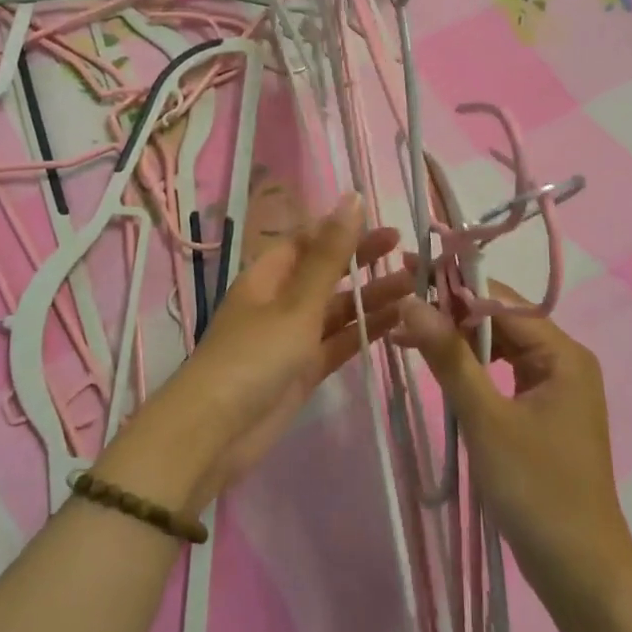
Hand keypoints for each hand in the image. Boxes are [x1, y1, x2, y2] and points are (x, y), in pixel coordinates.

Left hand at [113, 193, 411, 510]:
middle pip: (326, 273)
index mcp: (268, 276)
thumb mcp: (295, 303)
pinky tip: (397, 322)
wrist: (216, 432)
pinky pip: (338, 343)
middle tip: (409, 251)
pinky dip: (363, 332)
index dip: (343, 230)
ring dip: (370, 298)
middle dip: (362, 262)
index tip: (383, 224)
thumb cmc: (254, 356)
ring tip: (415, 287)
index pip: (308, 241)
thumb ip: (329, 256)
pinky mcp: (303, 371)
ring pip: (336, 310)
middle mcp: (280, 301)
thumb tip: (351, 198)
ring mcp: (291, 338)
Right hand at [395, 286, 631, 631]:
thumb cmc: (537, 490)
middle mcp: (562, 362)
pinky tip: (434, 368)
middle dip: (448, 315)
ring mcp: (552, 389)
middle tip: (397, 310)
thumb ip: (449, 357)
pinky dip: (467, 370)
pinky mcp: (539, 414)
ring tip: (404, 336)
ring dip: (454, 342)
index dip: (452, 288)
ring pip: (496, 348)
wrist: (580, 573)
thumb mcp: (486, 419)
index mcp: (562, 354)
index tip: (404, 279)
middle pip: (498, 321)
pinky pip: (499, 376)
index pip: (500, 300)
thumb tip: (412, 300)